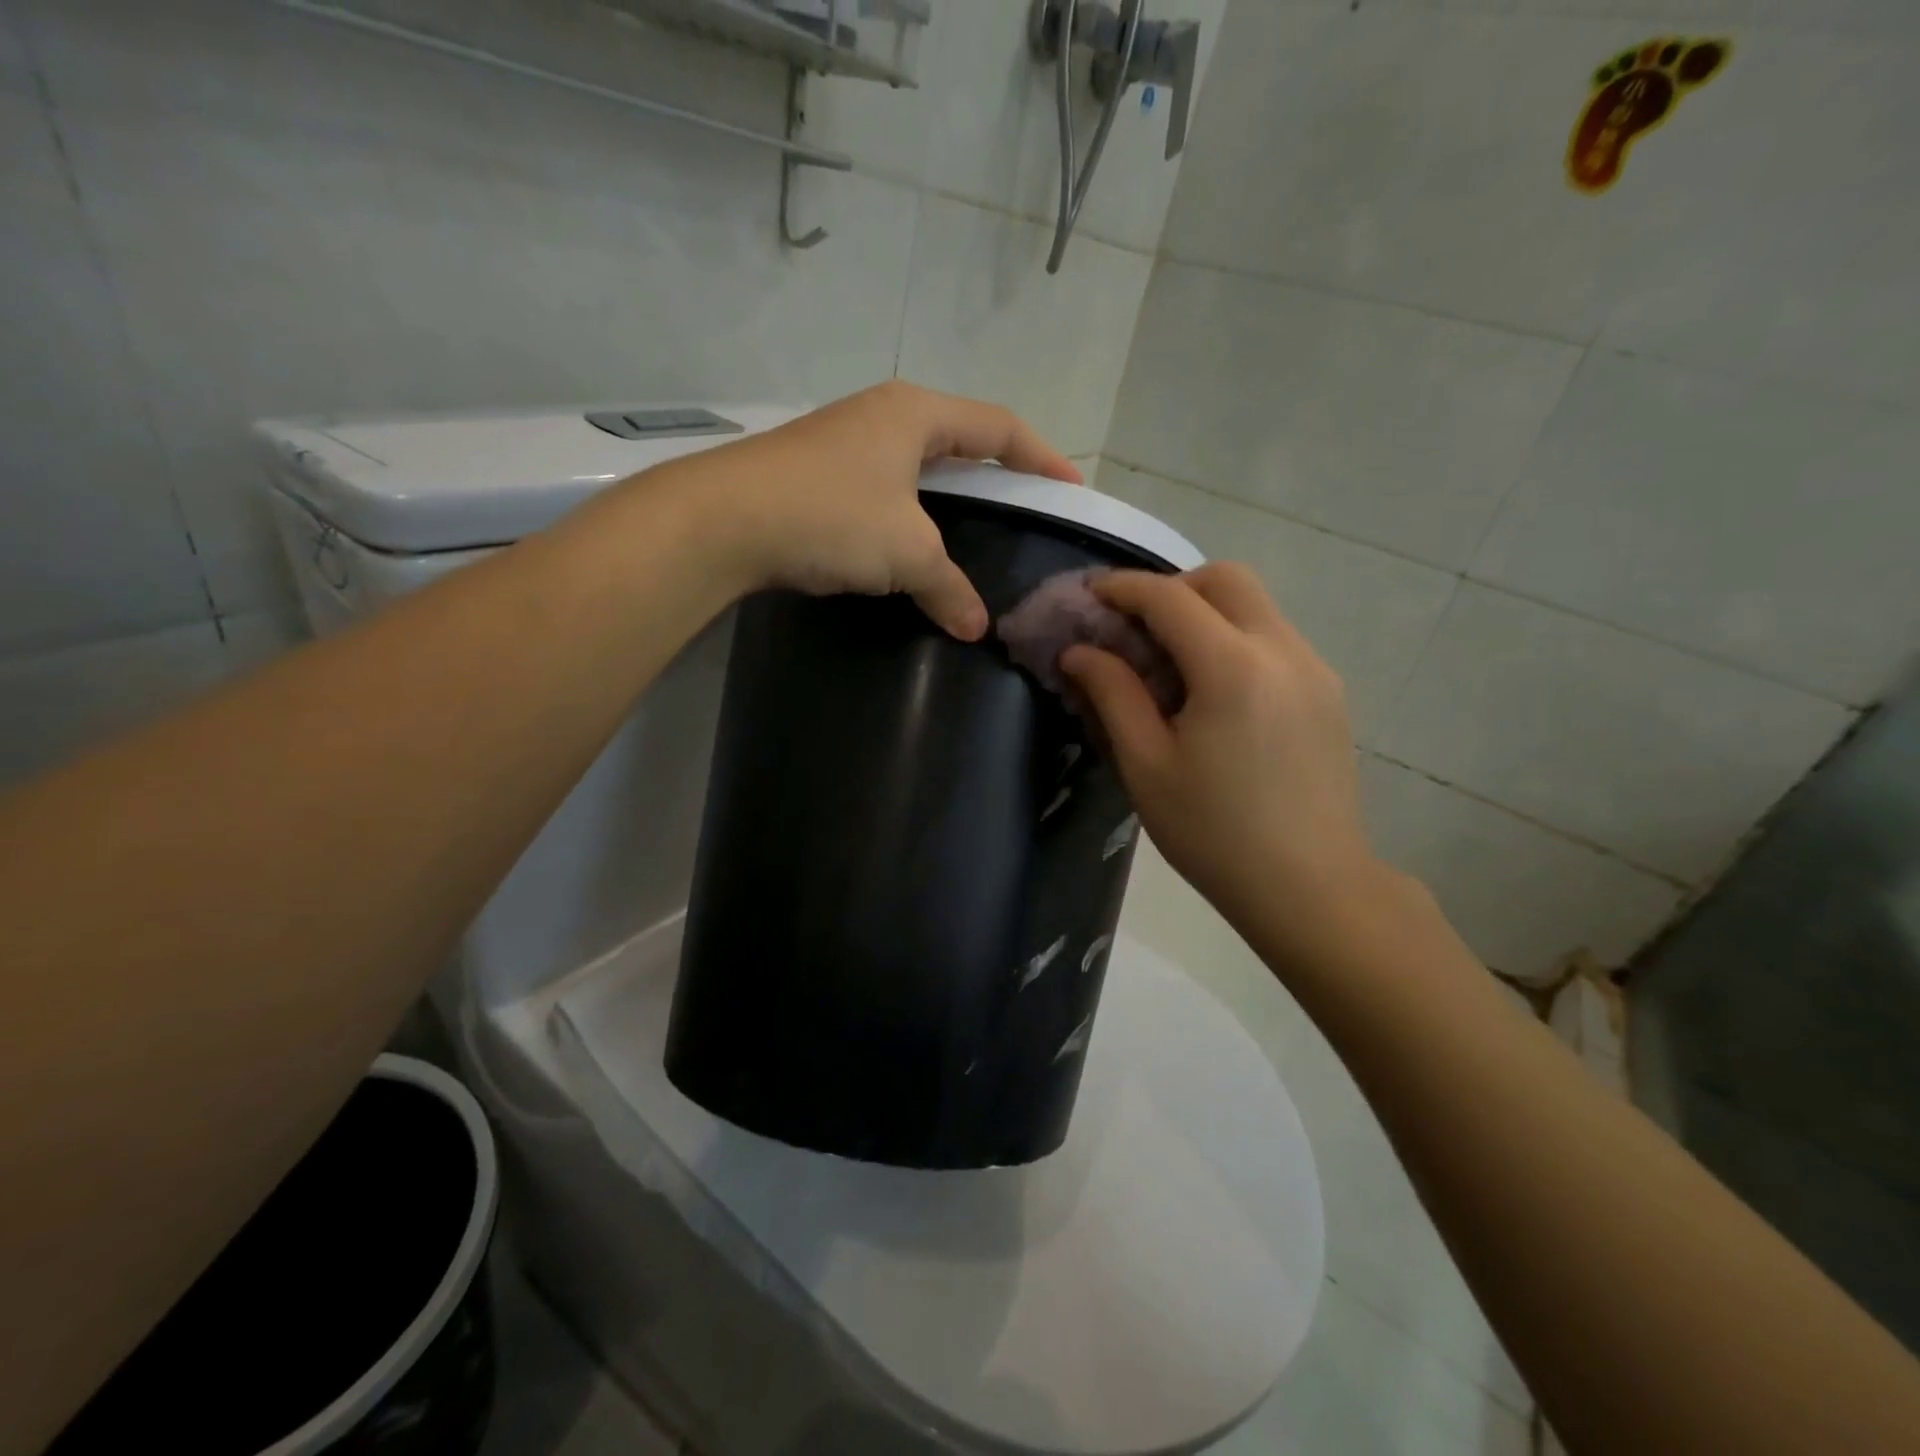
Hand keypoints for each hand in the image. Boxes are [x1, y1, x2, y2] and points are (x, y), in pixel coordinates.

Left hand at [659, 381, 1080, 639]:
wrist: (722, 520)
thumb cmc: (832, 516)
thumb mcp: (907, 553)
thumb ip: (949, 587)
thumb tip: (977, 627)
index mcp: (916, 413)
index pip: (999, 427)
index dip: (1042, 457)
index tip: (1070, 488)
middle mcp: (882, 415)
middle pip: (958, 439)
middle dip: (994, 473)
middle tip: (1022, 509)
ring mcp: (843, 441)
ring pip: (915, 466)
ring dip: (946, 497)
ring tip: (969, 532)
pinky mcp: (814, 473)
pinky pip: (882, 489)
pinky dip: (907, 515)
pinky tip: (907, 547)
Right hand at [1060, 564, 1383, 950]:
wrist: (1311, 887)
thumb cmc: (1214, 833)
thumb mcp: (1146, 766)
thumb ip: (1112, 695)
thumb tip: (1079, 651)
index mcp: (1232, 667)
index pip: (1169, 597)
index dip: (1122, 588)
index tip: (1088, 596)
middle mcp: (1283, 650)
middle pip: (1225, 579)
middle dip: (1172, 588)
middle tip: (1134, 628)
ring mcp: (1315, 669)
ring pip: (1255, 606)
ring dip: (1205, 613)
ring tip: (1169, 665)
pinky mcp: (1329, 692)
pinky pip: (1274, 639)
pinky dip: (1234, 640)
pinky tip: (1213, 694)